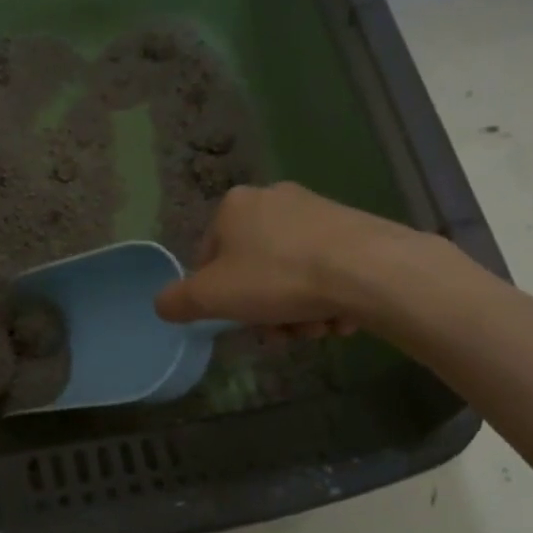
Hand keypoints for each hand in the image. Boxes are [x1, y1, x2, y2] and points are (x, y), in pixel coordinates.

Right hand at [154, 181, 436, 337]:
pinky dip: (327, 297)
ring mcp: (317, 210)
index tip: (238, 319)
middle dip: (265, 309)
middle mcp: (273, 198)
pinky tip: (339, 317)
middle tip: (281, 333)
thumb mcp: (211, 297)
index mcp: (233, 206)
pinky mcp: (352, 227)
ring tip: (314, 329)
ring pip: (291, 273)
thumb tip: (164, 304)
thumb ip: (178, 301)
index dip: (218, 295)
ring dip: (297, 310)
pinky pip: (326, 270)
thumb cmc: (276, 278)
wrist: (368, 270)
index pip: (209, 256)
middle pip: (254, 268)